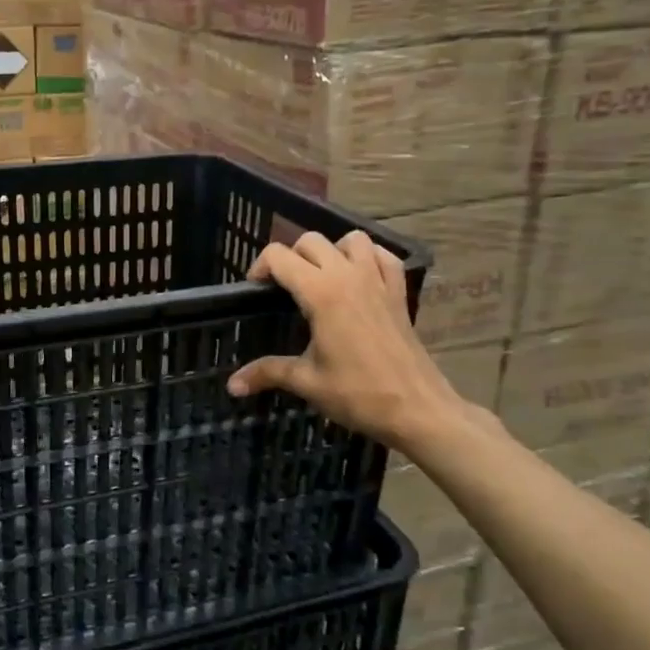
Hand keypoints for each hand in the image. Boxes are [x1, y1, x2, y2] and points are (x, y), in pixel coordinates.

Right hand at [227, 230, 476, 456]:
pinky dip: (369, 258)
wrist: (418, 409)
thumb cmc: (358, 394)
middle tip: (284, 289)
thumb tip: (232, 385)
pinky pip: (384, 256)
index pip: (279, 256)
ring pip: (351, 239)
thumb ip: (266, 373)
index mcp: (321, 293)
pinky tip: (359, 279)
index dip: (260, 268)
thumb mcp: (306, 382)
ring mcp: (378, 281)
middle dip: (291, 257)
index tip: (256, 291)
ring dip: (332, 251)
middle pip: (311, 241)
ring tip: (322, 278)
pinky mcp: (399, 293)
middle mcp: (348, 276)